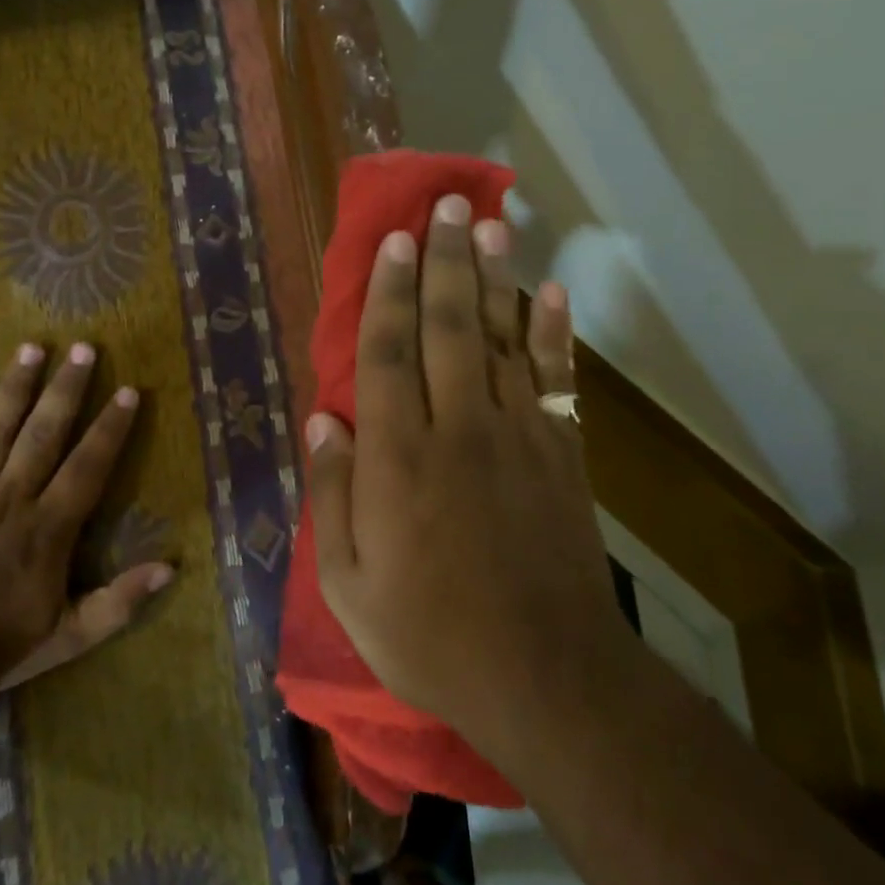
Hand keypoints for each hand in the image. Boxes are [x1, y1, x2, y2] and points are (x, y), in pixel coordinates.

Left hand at [0, 342, 172, 695]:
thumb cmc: (0, 646)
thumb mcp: (72, 634)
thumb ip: (120, 601)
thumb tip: (170, 568)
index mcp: (48, 526)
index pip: (88, 465)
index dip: (110, 427)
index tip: (127, 391)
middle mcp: (10, 497)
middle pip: (43, 432)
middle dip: (66, 388)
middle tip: (82, 347)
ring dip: (15, 386)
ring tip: (31, 348)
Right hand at [304, 196, 633, 753]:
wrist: (544, 678)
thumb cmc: (429, 635)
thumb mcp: (349, 583)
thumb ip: (331, 496)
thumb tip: (323, 421)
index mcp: (399, 459)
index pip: (388, 354)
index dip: (388, 292)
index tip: (391, 242)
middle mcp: (458, 430)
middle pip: (448, 328)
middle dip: (443, 261)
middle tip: (444, 206)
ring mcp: (518, 438)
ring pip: (502, 340)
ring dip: (494, 278)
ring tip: (488, 225)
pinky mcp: (562, 456)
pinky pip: (557, 382)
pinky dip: (555, 335)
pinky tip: (552, 293)